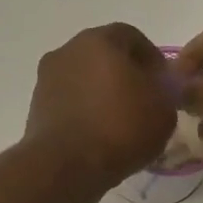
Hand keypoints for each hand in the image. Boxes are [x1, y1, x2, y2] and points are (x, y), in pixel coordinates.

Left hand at [24, 23, 176, 190]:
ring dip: (101, 94)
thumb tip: (158, 88)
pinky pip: (69, 103)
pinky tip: (98, 135)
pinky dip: (83, 112)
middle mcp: (67, 51)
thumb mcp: (163, 110)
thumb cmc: (119, 128)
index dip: (152, 59)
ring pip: (83, 80)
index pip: (132, 37)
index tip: (163, 84)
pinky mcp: (36, 107)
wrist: (65, 165)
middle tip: (143, 101)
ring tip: (120, 122)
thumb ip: (165, 91)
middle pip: (103, 57)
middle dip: (124, 75)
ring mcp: (46, 79)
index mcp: (98, 40)